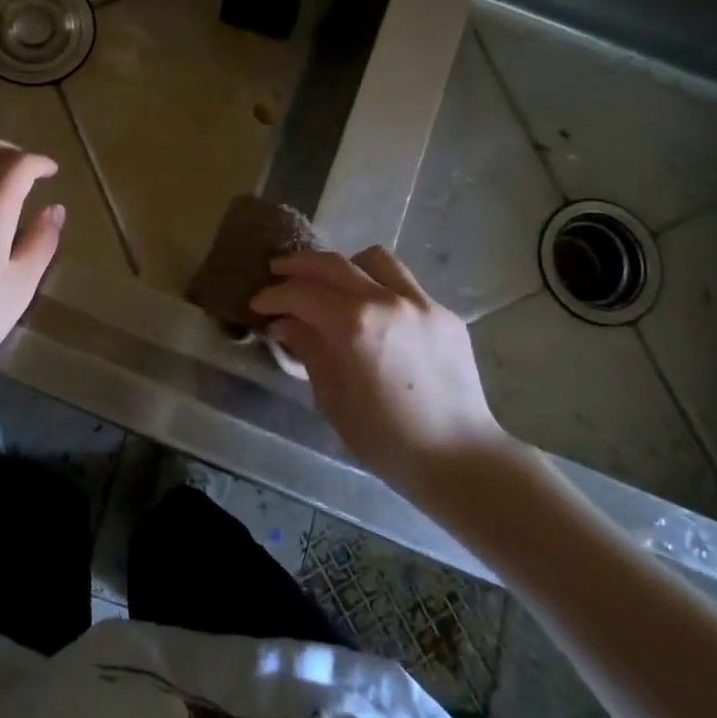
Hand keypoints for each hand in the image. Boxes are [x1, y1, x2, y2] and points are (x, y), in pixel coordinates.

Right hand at [249, 247, 514, 494]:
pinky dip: (378, 287)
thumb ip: (308, 349)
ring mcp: (421, 302)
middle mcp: (387, 300)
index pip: (302, 293)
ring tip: (331, 285)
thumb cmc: (386, 439)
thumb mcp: (332, 398)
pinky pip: (404, 284)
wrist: (459, 458)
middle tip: (277, 274)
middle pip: (333, 263)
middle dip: (299, 266)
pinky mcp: (444, 313)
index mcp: (355, 324)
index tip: (257, 304)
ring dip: (344, 266)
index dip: (273, 296)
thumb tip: (286, 323)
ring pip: (374, 260)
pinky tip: (372, 314)